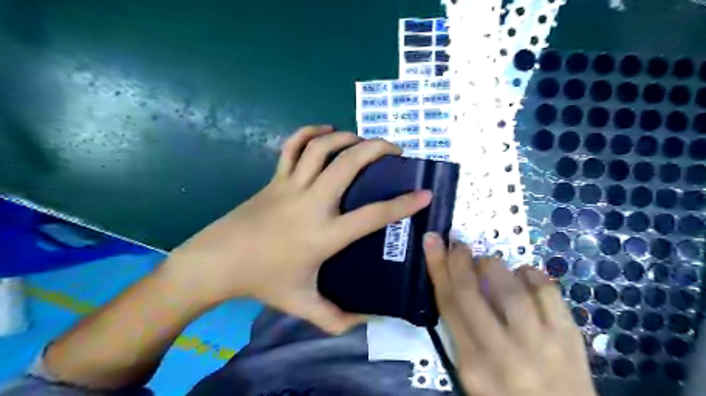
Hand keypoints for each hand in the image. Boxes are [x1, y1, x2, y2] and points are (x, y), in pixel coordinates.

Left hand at [163, 125, 432, 333]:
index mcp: (324, 234)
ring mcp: (291, 185)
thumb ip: (336, 318)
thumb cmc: (263, 281)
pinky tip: (325, 130)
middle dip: (377, 149)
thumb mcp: (302, 304)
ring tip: (363, 141)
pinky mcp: (275, 178)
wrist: (217, 262)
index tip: (424, 193)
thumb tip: (367, 322)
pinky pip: (292, 146)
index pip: (373, 215)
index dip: (403, 204)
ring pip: (322, 147)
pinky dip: (309, 132)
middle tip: (395, 150)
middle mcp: (312, 203)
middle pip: (349, 164)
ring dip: (347, 137)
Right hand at [424, 233, 594, 395]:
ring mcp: (541, 343)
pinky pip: (546, 289)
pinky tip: (522, 276)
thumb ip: (461, 329)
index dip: (437, 267)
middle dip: (459, 260)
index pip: (449, 305)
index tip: (432, 241)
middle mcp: (504, 353)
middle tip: (458, 246)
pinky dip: (529, 273)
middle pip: (472, 292)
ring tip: (488, 266)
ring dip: (493, 266)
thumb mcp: (471, 371)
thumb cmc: (506, 394)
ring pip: (510, 287)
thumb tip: (454, 280)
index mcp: (473, 364)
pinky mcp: (570, 335)